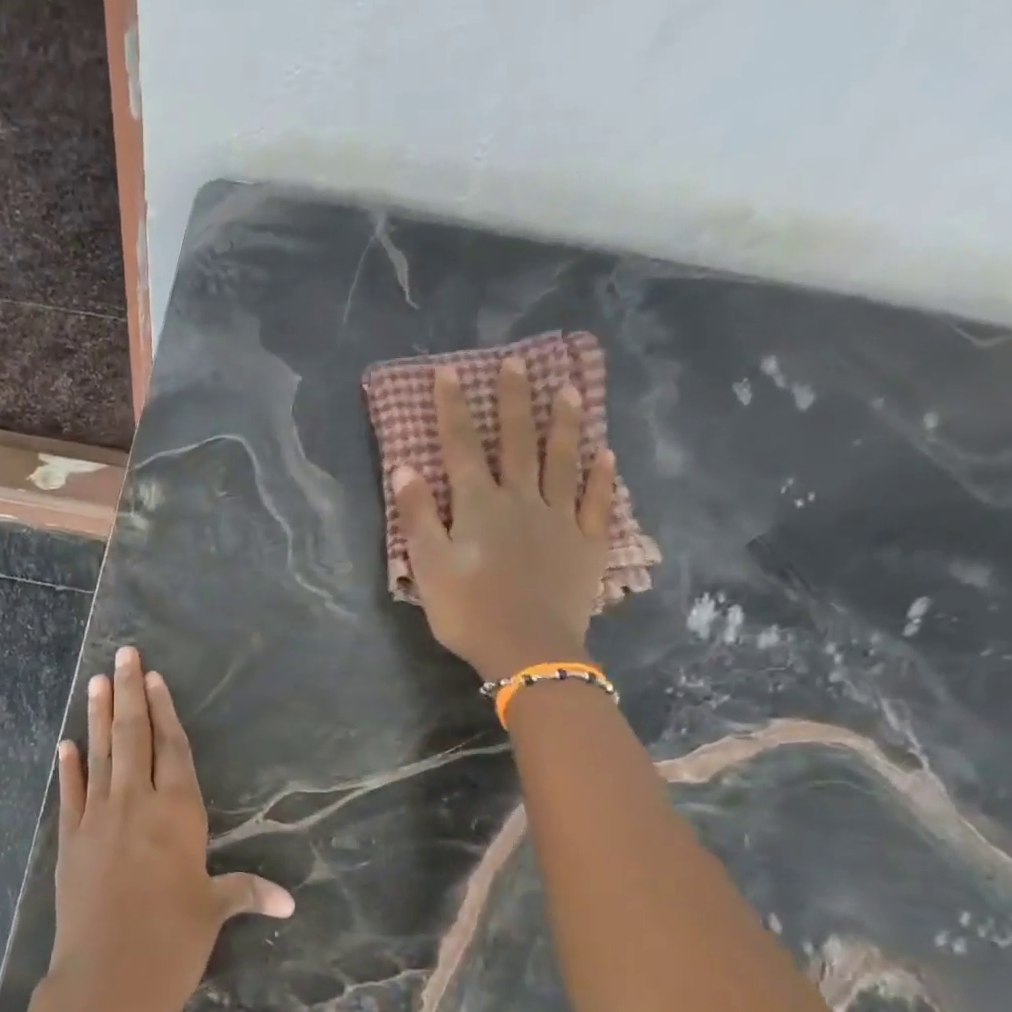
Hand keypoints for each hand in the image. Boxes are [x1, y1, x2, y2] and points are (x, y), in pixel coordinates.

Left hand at [44, 645, 293, 1011]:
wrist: (108, 978)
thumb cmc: (172, 942)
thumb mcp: (212, 912)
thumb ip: (245, 893)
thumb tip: (287, 902)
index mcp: (178, 814)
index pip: (172, 749)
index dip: (164, 712)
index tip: (153, 679)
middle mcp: (136, 804)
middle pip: (132, 737)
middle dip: (128, 693)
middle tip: (122, 655)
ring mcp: (97, 819)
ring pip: (99, 755)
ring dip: (96, 716)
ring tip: (95, 681)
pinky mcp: (69, 841)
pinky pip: (69, 795)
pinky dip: (68, 768)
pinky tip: (65, 745)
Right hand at [393, 357, 616, 681]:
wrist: (528, 649)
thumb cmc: (469, 611)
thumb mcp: (428, 567)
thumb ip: (417, 516)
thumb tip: (405, 468)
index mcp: (479, 506)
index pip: (462, 448)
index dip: (453, 409)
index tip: (449, 372)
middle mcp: (521, 500)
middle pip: (517, 442)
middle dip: (513, 401)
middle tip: (516, 362)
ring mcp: (559, 519)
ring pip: (562, 461)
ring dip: (564, 424)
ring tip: (568, 388)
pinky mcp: (586, 543)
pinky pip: (597, 502)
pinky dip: (602, 477)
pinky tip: (606, 455)